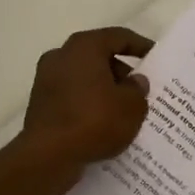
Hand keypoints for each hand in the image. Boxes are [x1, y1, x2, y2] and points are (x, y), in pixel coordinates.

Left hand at [18, 27, 153, 189]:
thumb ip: (138, 89)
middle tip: (140, 90)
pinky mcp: (40, 104)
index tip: (154, 57)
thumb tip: (134, 81)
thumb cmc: (94, 121)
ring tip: (124, 110)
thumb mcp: (132, 106)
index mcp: (84, 47)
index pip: (118, 37)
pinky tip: (103, 123)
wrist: (48, 156)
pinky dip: (88, 104)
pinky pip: (72, 97)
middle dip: (121, 72)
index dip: (139, 45)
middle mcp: (61, 56)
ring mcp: (46, 80)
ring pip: (84, 78)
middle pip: (98, 57)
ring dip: (104, 90)